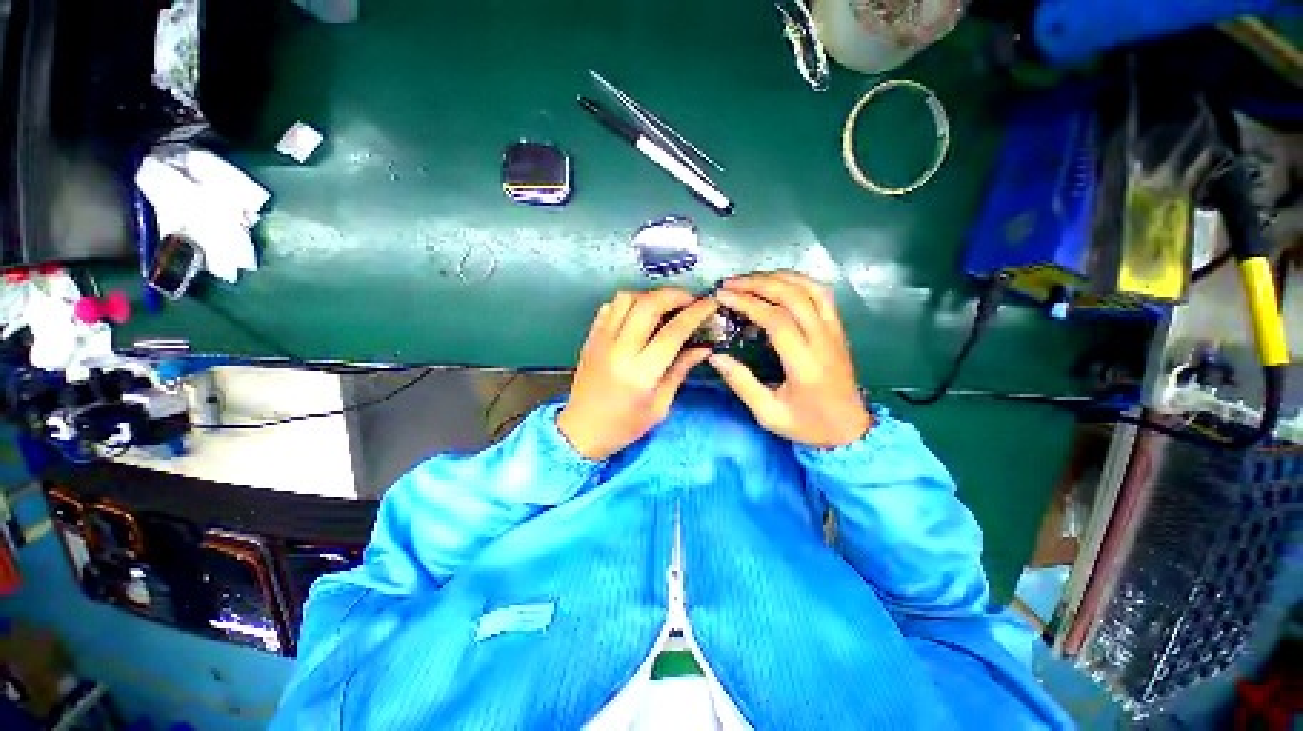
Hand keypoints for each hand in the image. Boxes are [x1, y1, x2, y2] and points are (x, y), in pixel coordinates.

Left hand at [558, 289, 718, 459]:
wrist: (582, 431)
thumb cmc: (625, 425)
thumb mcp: (660, 406)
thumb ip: (680, 371)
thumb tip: (703, 348)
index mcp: (641, 372)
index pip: (673, 331)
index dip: (696, 312)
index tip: (710, 304)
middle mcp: (619, 350)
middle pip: (649, 305)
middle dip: (675, 295)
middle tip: (690, 299)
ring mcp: (601, 341)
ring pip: (626, 298)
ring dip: (650, 295)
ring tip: (665, 305)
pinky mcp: (591, 338)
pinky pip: (609, 307)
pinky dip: (628, 303)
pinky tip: (639, 313)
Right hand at [708, 272, 871, 448]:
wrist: (850, 430)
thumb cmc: (807, 425)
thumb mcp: (768, 414)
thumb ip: (742, 383)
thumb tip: (715, 357)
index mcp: (804, 363)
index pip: (776, 319)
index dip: (747, 303)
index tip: (722, 296)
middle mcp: (822, 340)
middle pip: (792, 296)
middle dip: (757, 283)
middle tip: (729, 283)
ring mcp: (834, 332)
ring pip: (810, 289)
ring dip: (778, 277)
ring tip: (750, 279)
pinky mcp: (838, 329)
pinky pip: (822, 295)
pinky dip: (799, 282)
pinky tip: (779, 283)